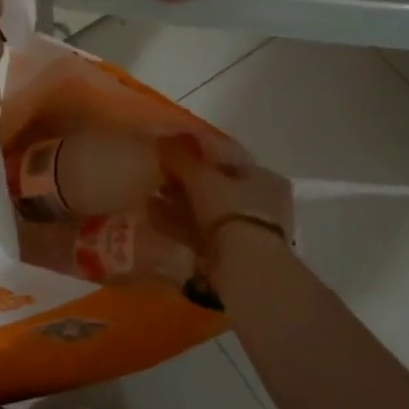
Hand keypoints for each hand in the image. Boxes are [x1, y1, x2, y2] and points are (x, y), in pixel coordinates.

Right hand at [158, 135, 293, 245]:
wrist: (245, 269)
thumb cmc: (230, 210)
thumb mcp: (203, 178)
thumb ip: (181, 158)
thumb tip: (161, 139)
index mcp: (261, 176)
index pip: (225, 155)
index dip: (196, 148)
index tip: (169, 145)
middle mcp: (257, 201)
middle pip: (214, 184)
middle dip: (183, 179)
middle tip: (156, 171)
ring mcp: (243, 229)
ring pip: (203, 209)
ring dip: (176, 201)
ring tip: (147, 194)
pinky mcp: (227, 253)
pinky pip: (198, 231)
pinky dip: (176, 223)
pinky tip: (151, 216)